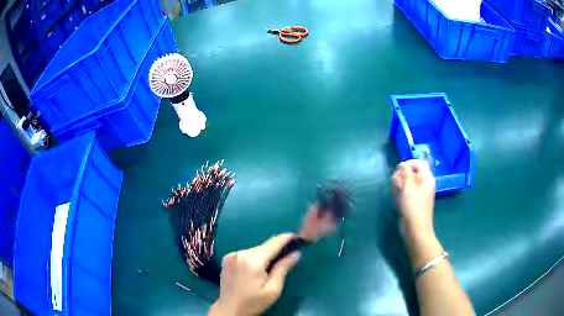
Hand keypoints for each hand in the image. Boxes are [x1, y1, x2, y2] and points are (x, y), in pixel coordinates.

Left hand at [209, 234, 300, 315]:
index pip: (273, 243)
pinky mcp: (227, 258)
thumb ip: (283, 269)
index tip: (298, 237)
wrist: (230, 309)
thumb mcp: (273, 289)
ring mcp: (231, 255)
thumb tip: (296, 253)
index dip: (286, 238)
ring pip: (255, 249)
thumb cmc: (253, 302)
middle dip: (276, 249)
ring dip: (265, 254)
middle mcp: (240, 253)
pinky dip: (254, 257)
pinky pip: (246, 253)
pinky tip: (256, 268)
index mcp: (252, 261)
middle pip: (264, 246)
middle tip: (288, 256)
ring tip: (271, 266)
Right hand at [392, 159, 435, 235]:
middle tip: (396, 182)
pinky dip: (401, 193)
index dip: (409, 163)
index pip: (420, 163)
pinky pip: (407, 192)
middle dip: (402, 175)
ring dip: (400, 184)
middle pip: (413, 172)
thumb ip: (406, 173)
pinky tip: (396, 199)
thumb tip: (403, 164)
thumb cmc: (413, 206)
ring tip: (395, 192)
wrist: (415, 229)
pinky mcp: (414, 201)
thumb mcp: (409, 187)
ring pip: (408, 182)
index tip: (399, 169)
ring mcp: (419, 193)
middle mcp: (424, 184)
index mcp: (427, 178)